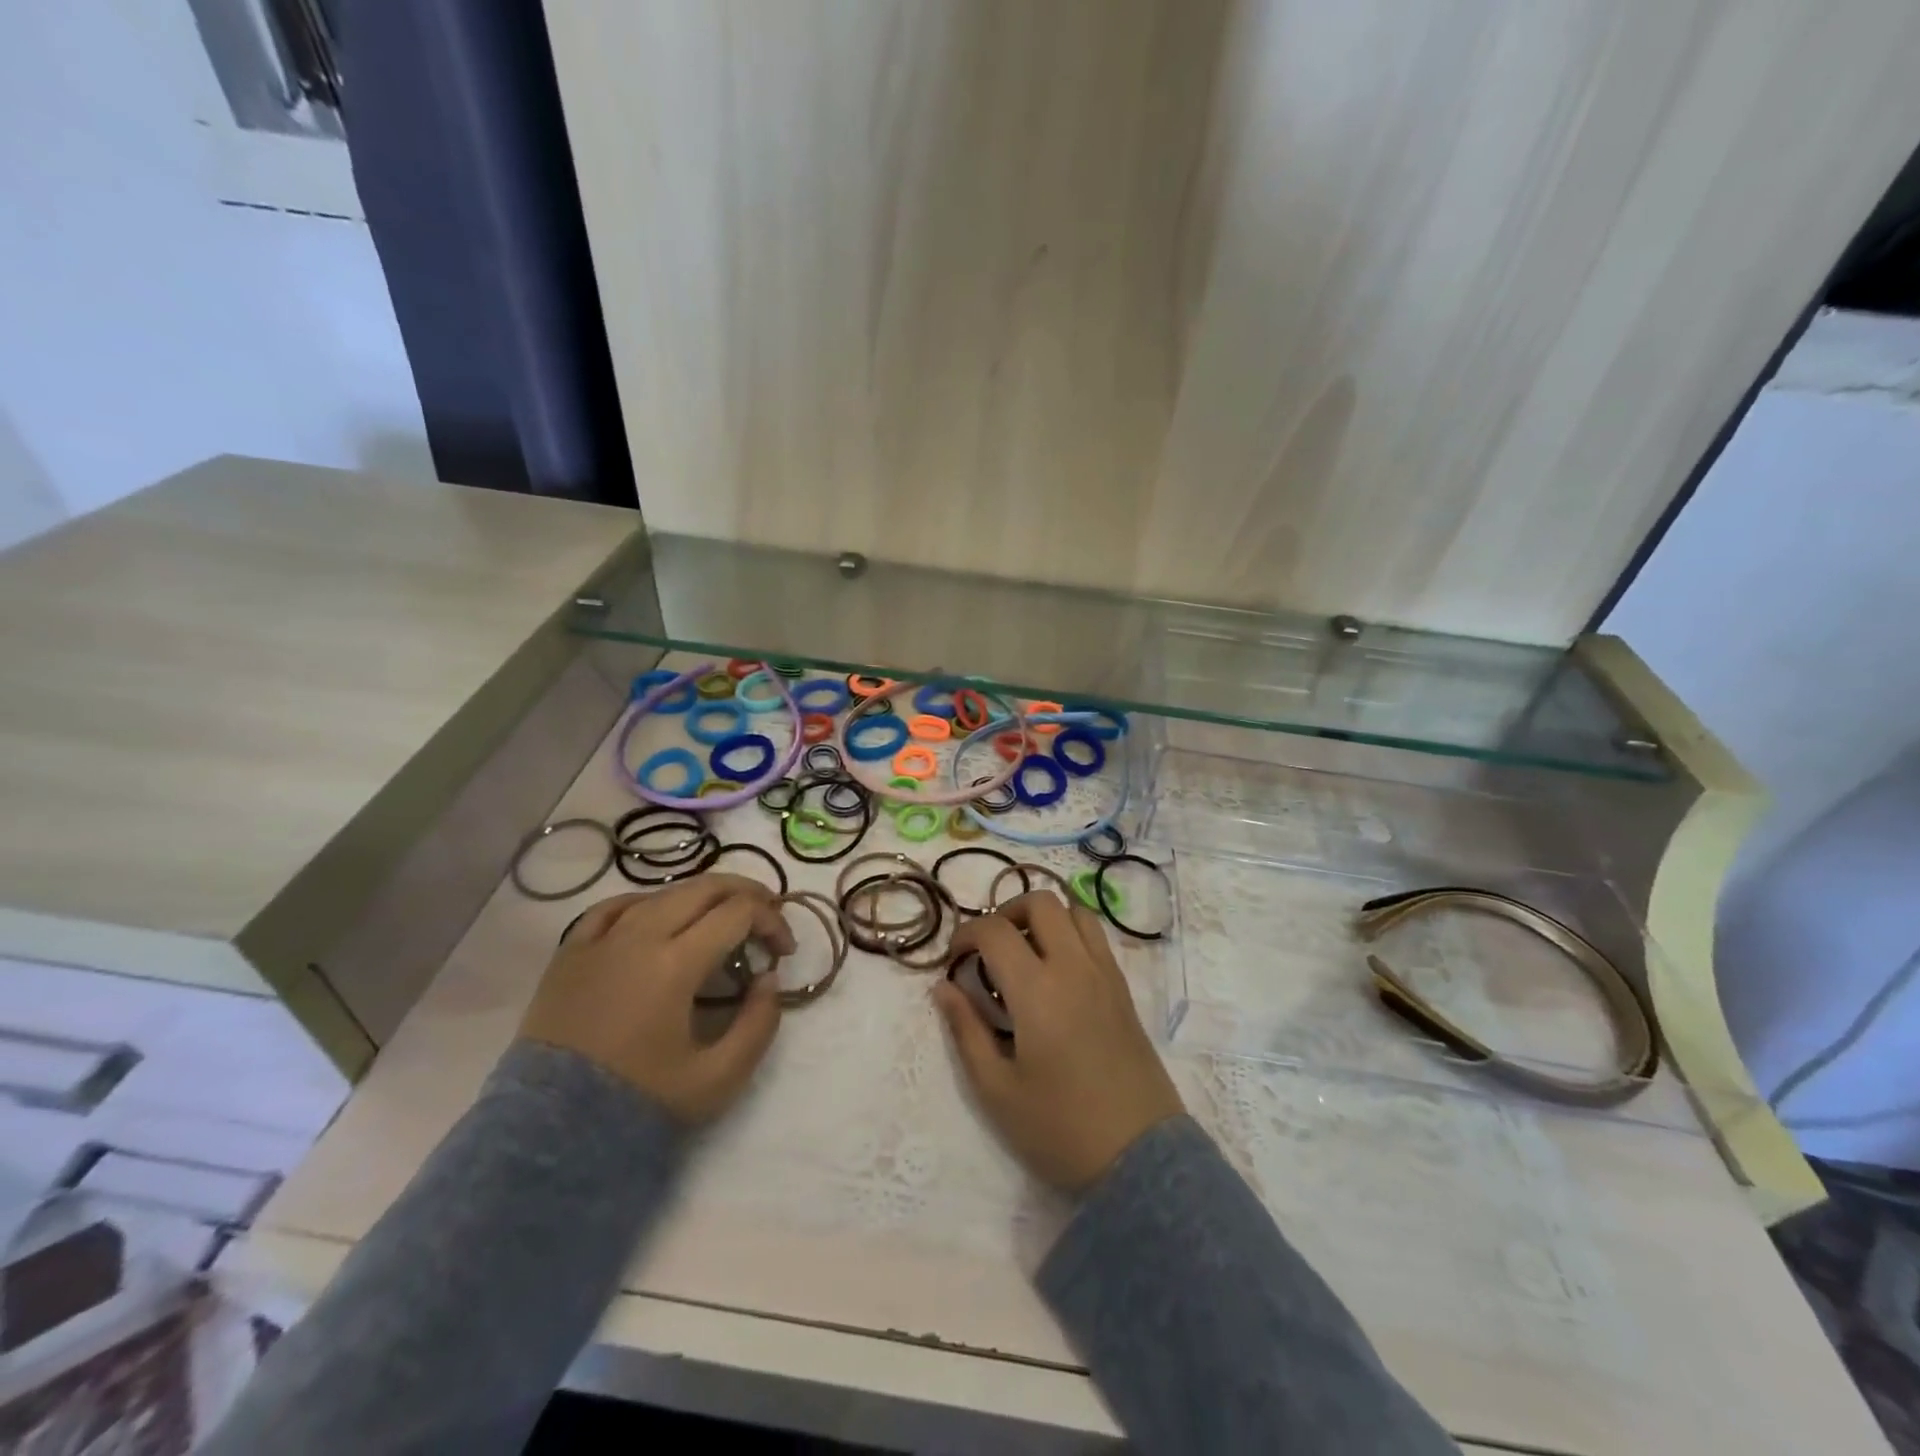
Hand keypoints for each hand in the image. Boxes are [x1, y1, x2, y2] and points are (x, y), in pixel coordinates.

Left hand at [519, 874, 794, 1125]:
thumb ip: (759, 1024)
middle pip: (705, 887)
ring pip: (663, 892)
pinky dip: (648, 903)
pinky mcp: (570, 952)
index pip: (739, 912)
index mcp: (675, 963)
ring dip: (703, 896)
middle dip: (747, 894)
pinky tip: (658, 916)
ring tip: (721, 917)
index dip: (772, 921)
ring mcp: (600, 939)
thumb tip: (769, 979)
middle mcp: (638, 936)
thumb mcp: (719, 1078)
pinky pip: (614, 907)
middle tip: (768, 916)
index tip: (784, 951)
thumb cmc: (639, 1102)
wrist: (550, 1133)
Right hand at [934, 892, 1182, 1192]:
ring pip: (1074, 910)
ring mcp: (1105, 974)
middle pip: (1040, 902)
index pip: (995, 931)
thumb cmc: (1060, 1128)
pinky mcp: (1124, 989)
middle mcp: (1074, 968)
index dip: (966, 934)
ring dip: (1043, 917)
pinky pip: (1096, 936)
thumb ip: (966, 1031)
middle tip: (989, 948)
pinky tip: (1056, 970)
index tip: (954, 960)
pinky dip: (1070, 932)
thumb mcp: (997, 1090)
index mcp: (1038, 990)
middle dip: (1006, 912)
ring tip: (1024, 951)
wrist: (1140, 1158)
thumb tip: (943, 988)